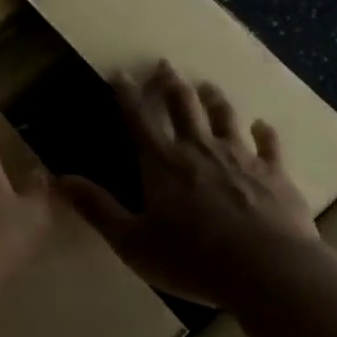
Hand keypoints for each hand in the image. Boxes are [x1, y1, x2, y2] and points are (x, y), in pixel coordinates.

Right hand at [61, 59, 319, 306]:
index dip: (127, 94)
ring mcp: (241, 157)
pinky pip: (269, 145)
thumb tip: (61, 179)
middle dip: (171, 84)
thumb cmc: (193, 259)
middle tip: (165, 66)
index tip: (121, 73)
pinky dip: (264, 132)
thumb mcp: (133, 242)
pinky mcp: (274, 173)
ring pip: (225, 117)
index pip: (139, 118)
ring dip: (214, 100)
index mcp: (163, 163)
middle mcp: (200, 149)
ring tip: (208, 86)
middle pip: (184, 106)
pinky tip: (263, 125)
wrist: (269, 270)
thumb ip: (98, 208)